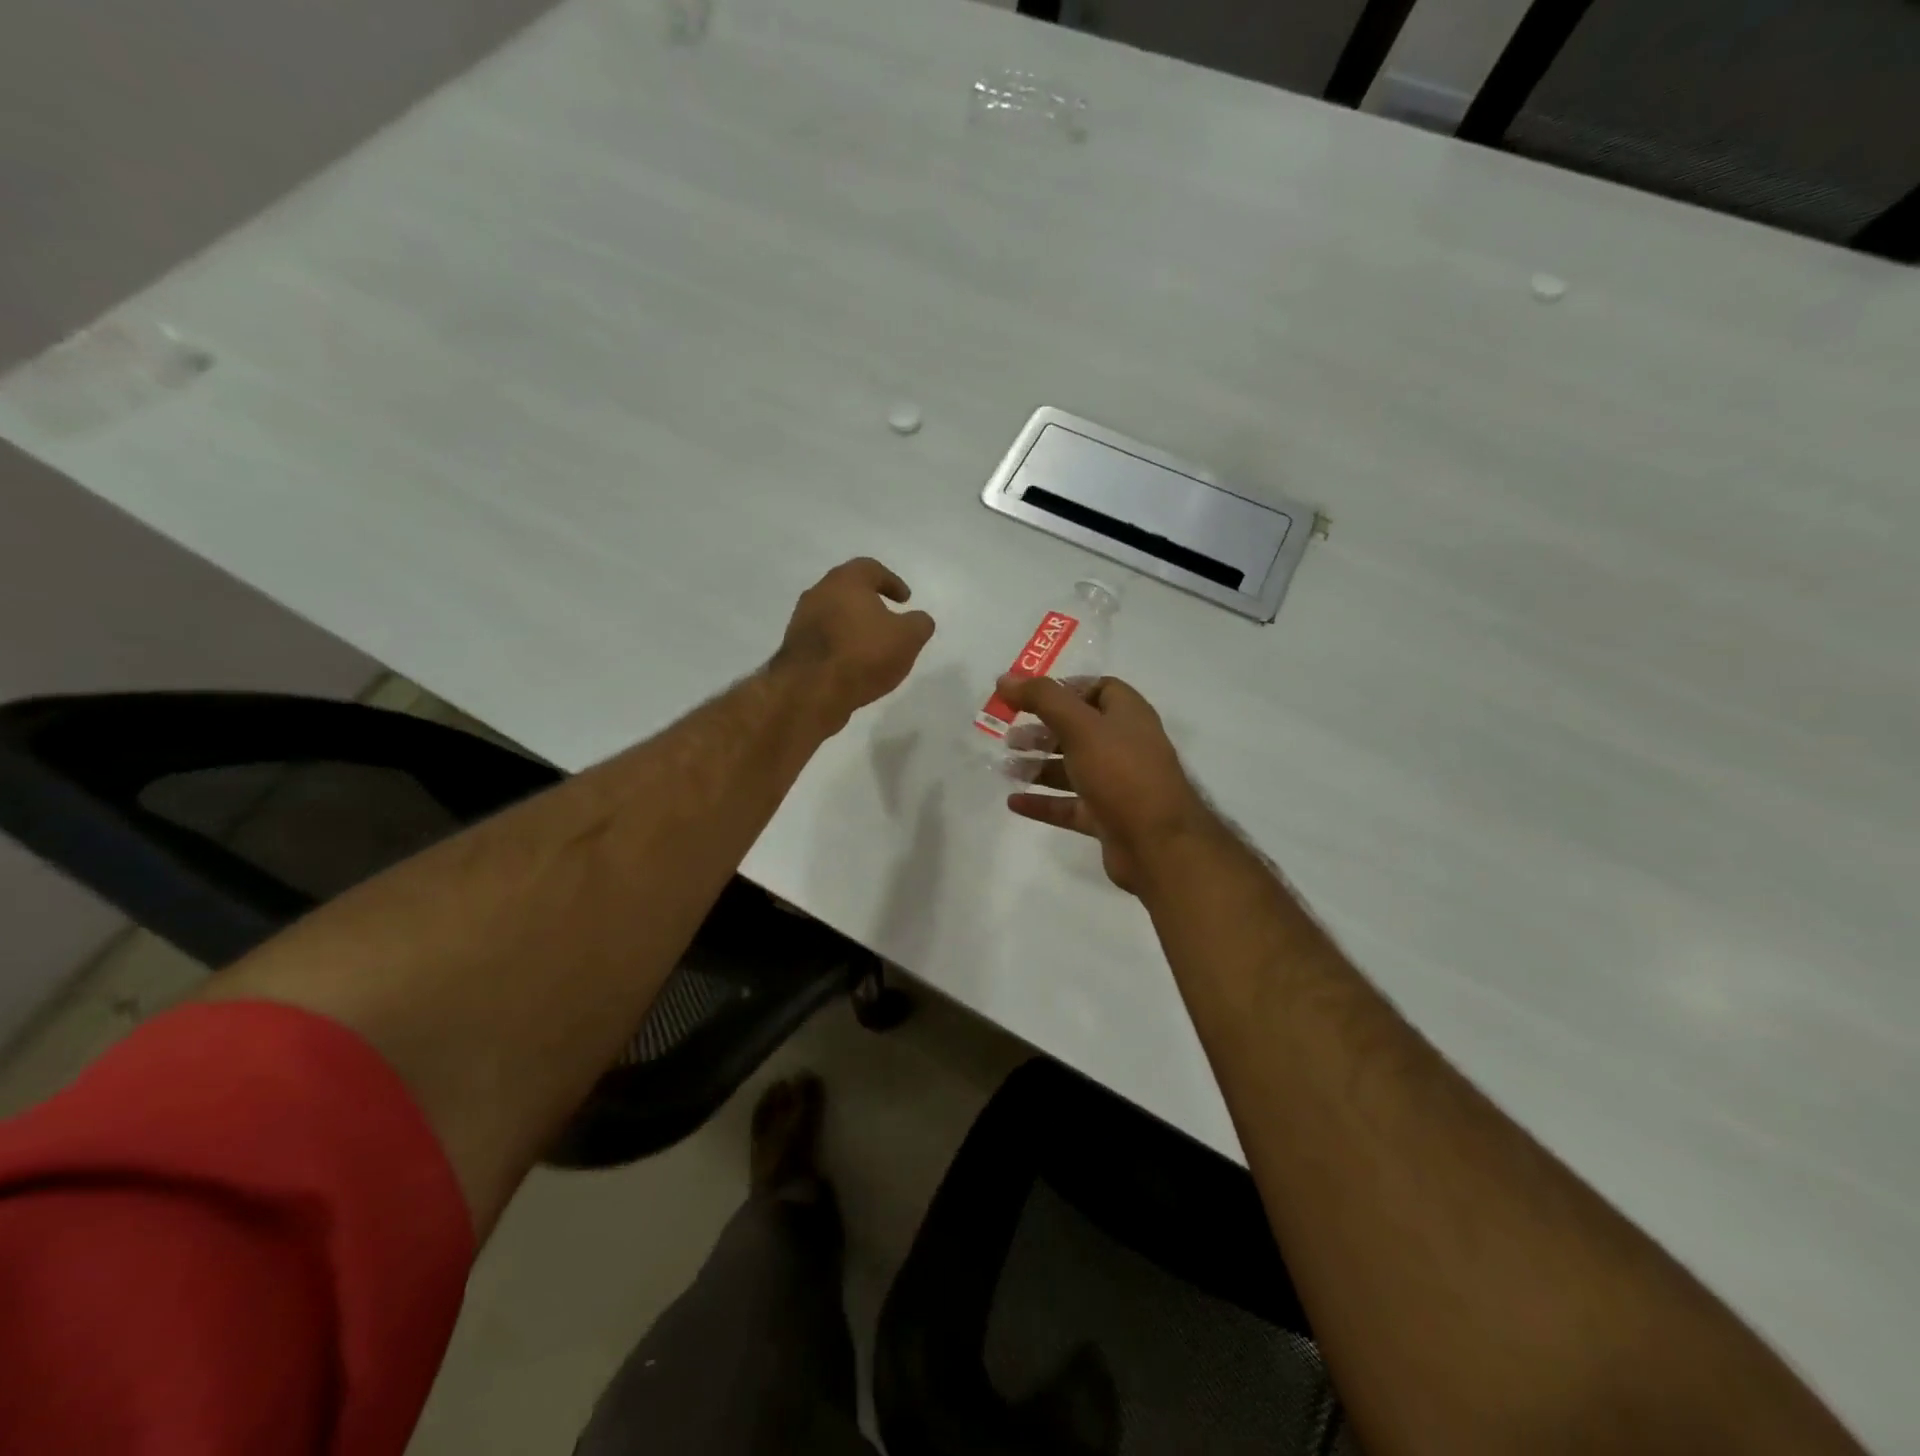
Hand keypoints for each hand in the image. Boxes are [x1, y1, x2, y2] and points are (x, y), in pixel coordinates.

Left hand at [774, 558, 935, 729]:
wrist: (811, 691)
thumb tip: (919, 619)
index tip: (905, 600)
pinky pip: (823, 639)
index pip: (870, 569)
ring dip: (852, 625)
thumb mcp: (908, 638)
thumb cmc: (864, 654)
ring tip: (871, 646)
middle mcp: (818, 593)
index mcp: (845, 581)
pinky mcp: (794, 648)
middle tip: (888, 619)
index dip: (892, 582)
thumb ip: (919, 623)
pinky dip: (839, 645)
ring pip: (833, 615)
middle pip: (848, 590)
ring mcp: (801, 621)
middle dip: (869, 603)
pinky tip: (852, 664)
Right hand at [998, 674, 1224, 893]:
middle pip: (1079, 730)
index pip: (1100, 689)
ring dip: (1039, 766)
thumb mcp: (1080, 727)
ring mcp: (1117, 784)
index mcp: (1128, 716)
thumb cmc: (1121, 773)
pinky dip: (1043, 802)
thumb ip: (1042, 699)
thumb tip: (1006, 678)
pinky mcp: (1108, 818)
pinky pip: (1070, 805)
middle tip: (1009, 736)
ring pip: (1072, 769)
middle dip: (1043, 730)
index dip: (1065, 689)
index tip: (1029, 697)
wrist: (1158, 845)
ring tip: (1005, 767)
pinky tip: (1014, 802)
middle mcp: (1125, 746)